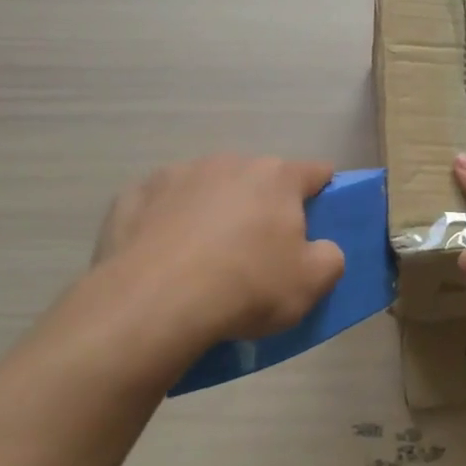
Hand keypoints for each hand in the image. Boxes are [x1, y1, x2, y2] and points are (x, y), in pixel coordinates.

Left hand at [85, 155, 345, 357]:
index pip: (315, 172)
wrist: (154, 303)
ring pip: (207, 188)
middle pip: (257, 179)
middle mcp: (230, 163)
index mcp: (277, 177)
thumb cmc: (246, 287)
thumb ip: (330, 258)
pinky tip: (161, 256)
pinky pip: (161, 204)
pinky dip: (167, 222)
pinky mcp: (135, 194)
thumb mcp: (310, 284)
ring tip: (203, 257)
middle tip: (257, 250)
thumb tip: (322, 248)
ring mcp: (179, 174)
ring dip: (213, 209)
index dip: (322, 192)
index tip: (317, 217)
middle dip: (261, 205)